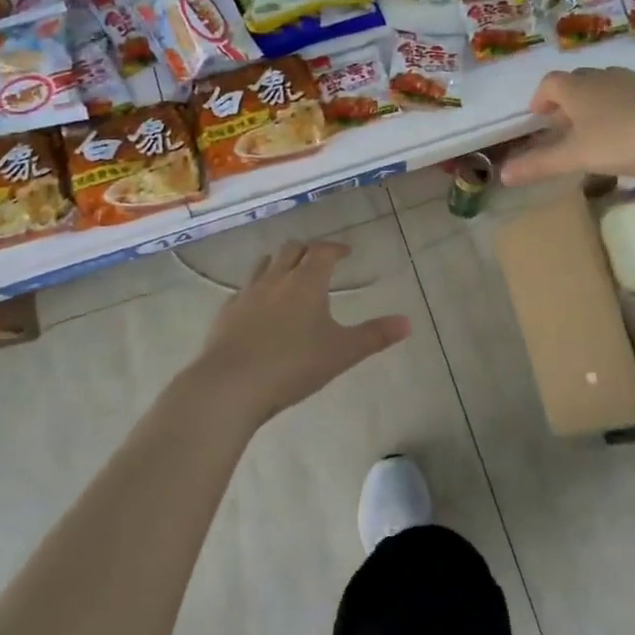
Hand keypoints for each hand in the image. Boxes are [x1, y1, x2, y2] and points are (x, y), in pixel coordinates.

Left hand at [187, 240, 411, 423]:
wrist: (230, 385)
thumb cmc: (293, 365)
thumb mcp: (341, 353)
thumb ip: (375, 336)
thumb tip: (408, 323)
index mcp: (306, 281)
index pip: (322, 251)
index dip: (335, 248)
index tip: (345, 253)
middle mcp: (276, 279)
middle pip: (291, 249)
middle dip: (307, 251)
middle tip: (319, 263)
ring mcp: (246, 294)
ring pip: (264, 264)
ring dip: (280, 264)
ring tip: (290, 278)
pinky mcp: (226, 313)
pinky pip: (244, 289)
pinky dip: (258, 289)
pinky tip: (260, 309)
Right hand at [502, 67, 634, 186]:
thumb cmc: (624, 139)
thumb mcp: (578, 156)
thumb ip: (540, 164)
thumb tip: (503, 174)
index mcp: (577, 88)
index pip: (550, 83)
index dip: (540, 99)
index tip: (539, 118)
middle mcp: (603, 77)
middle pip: (577, 82)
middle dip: (566, 102)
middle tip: (564, 129)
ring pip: (606, 87)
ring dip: (595, 105)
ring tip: (596, 133)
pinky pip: (631, 96)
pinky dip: (622, 110)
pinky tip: (631, 134)